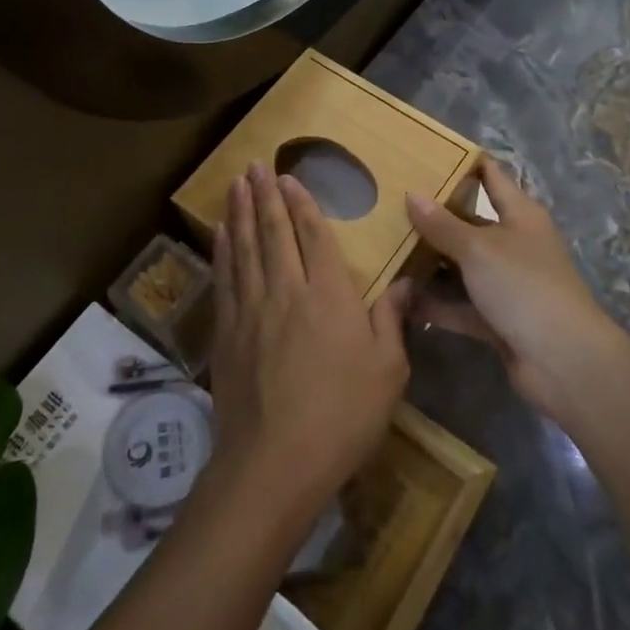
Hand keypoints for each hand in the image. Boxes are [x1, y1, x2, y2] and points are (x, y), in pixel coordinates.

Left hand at [207, 162, 411, 522]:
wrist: (274, 464)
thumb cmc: (342, 417)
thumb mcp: (388, 372)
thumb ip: (393, 320)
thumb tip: (407, 282)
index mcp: (329, 295)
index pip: (313, 235)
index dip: (301, 203)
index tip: (289, 177)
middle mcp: (287, 290)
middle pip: (273, 232)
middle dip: (265, 195)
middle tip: (255, 164)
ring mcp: (252, 310)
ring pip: (245, 247)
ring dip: (240, 212)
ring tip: (236, 183)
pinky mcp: (227, 333)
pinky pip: (225, 278)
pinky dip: (223, 250)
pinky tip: (222, 233)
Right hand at [405, 157, 626, 417]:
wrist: (563, 360)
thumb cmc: (524, 286)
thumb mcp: (479, 248)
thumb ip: (443, 224)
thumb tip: (412, 193)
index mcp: (520, 214)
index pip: (491, 177)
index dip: (463, 163)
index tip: (426, 153)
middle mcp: (515, 244)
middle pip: (471, 222)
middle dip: (435, 217)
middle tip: (391, 204)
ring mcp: (506, 283)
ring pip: (462, 266)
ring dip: (430, 263)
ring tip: (386, 249)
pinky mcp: (497, 319)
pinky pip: (460, 305)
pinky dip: (436, 303)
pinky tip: (400, 298)